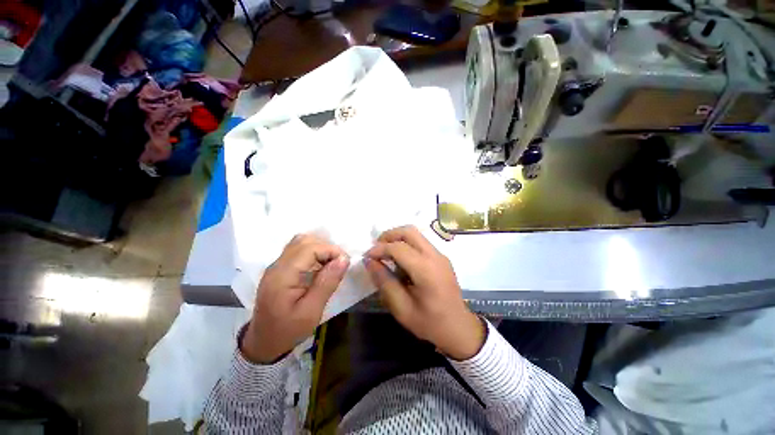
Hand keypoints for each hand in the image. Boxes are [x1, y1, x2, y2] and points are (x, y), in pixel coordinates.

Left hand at [242, 234, 348, 363]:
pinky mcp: (280, 268)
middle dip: (326, 247)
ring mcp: (277, 265)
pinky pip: (299, 250)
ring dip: (320, 249)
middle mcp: (277, 265)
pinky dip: (314, 253)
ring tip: (331, 264)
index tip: (345, 263)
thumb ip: (327, 283)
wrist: (263, 343)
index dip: (331, 250)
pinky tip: (321, 267)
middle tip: (339, 264)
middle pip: (304, 241)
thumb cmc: (288, 331)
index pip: (309, 248)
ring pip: (301, 242)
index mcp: (283, 275)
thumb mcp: (311, 311)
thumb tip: (344, 259)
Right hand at [364, 226, 484, 360]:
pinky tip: (400, 261)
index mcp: (426, 270)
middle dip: (389, 236)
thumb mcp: (401, 308)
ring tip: (386, 254)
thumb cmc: (429, 323)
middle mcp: (435, 256)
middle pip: (409, 231)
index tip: (367, 257)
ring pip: (415, 234)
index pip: (398, 248)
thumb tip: (369, 262)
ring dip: (398, 238)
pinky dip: (406, 244)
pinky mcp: (441, 257)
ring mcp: (440, 255)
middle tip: (376, 249)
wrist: (459, 328)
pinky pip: (421, 242)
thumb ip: (384, 282)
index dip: (379, 249)